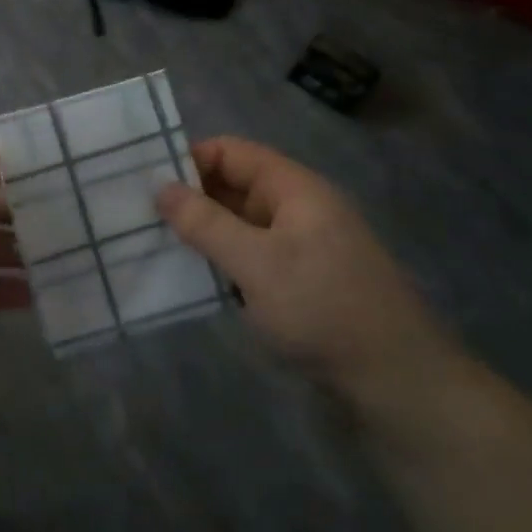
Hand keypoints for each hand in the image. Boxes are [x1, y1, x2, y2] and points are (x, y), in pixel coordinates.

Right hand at [156, 137, 453, 401]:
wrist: (394, 379)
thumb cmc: (323, 307)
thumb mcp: (256, 262)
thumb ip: (205, 223)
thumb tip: (160, 187)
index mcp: (293, 189)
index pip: (231, 152)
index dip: (189, 159)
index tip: (145, 181)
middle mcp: (296, 209)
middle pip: (233, 186)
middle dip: (189, 197)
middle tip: (136, 215)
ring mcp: (298, 247)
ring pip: (238, 224)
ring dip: (201, 232)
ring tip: (151, 243)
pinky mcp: (297, 282)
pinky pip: (248, 256)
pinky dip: (220, 260)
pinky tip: (189, 276)